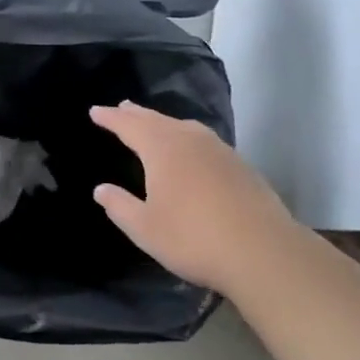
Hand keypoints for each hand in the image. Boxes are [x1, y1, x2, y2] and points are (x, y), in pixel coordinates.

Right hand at [89, 101, 289, 294]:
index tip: (95, 111)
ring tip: (154, 123)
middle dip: (136, 114)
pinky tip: (192, 149)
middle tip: (122, 107)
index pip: (128, 125)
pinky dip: (187, 136)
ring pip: (183, 126)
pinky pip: (203, 140)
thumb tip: (101, 189)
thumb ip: (120, 206)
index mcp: (161, 149)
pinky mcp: (239, 165)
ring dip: (163, 122)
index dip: (110, 118)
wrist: (263, 251)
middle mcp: (188, 139)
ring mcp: (218, 150)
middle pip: (156, 119)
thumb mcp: (145, 229)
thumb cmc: (194, 238)